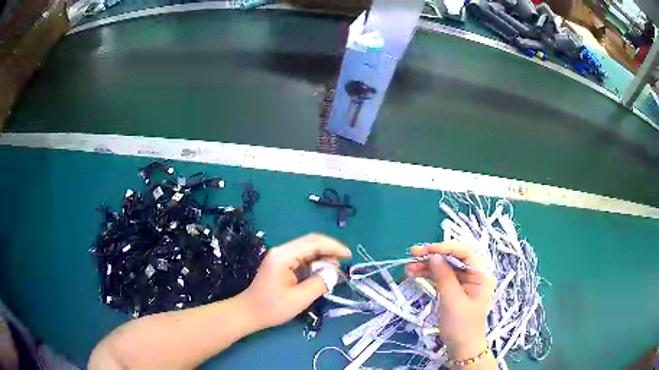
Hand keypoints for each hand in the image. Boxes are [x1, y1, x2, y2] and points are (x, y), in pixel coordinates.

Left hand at [238, 233, 351, 329]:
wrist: (249, 312)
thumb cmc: (271, 307)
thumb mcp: (299, 299)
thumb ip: (319, 284)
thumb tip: (334, 273)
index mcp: (284, 256)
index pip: (313, 243)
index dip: (334, 247)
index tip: (349, 256)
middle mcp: (282, 251)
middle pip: (311, 242)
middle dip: (330, 250)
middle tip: (345, 262)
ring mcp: (281, 256)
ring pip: (308, 249)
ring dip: (323, 257)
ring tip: (335, 271)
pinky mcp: (282, 263)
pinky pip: (303, 258)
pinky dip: (315, 263)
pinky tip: (322, 273)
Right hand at [406, 243, 495, 359]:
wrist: (461, 347)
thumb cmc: (461, 325)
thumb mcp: (452, 300)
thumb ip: (444, 276)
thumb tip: (433, 256)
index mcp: (481, 274)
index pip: (465, 252)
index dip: (446, 248)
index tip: (427, 249)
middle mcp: (474, 274)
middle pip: (453, 258)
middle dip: (433, 255)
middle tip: (413, 254)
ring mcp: (464, 282)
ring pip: (445, 267)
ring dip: (427, 266)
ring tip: (408, 267)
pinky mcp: (454, 290)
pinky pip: (441, 277)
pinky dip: (429, 275)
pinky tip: (414, 274)